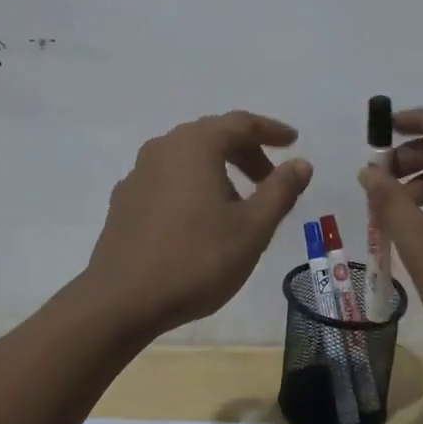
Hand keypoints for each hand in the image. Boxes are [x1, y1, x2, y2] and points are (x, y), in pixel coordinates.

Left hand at [82, 111, 312, 336]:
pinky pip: (168, 178)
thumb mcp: (252, 228)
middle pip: (212, 136)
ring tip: (239, 203)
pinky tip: (199, 218)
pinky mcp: (125, 199)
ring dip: (218, 169)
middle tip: (270, 178)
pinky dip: (192, 185)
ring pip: (188, 157)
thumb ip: (280, 190)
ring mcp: (139, 172)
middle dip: (245, 152)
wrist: (121, 300)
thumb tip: (301, 163)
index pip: (240, 123)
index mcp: (196, 145)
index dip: (270, 130)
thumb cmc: (196, 260)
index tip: (293, 141)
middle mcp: (163, 147)